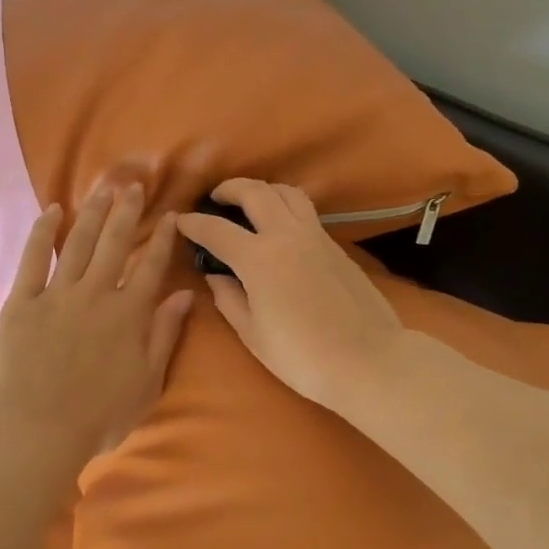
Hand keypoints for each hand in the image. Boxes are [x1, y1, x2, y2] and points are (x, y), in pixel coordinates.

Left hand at [0, 185, 193, 458]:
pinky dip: (43, 233)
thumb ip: (165, 334)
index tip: (171, 215)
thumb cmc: (101, 415)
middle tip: (133, 185)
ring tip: (102, 188)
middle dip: (126, 212)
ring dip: (92, 213)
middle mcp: (97, 293)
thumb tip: (186, 295)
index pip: (152, 266)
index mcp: (129, 313)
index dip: (163, 238)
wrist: (40, 429)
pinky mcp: (23, 301)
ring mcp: (57, 294)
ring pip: (79, 243)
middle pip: (115, 243)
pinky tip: (51, 212)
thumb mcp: (148, 381)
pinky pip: (34, 258)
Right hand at [176, 178, 405, 413]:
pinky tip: (280, 228)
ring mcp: (316, 236)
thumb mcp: (253, 335)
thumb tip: (216, 277)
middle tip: (216, 198)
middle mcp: (287, 235)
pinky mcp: (337, 246)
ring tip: (250, 204)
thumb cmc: (302, 356)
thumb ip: (229, 300)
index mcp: (259, 258)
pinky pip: (306, 212)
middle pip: (255, 192)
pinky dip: (286, 207)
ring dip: (263, 190)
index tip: (181, 221)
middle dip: (230, 188)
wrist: (368, 360)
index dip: (194, 223)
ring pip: (287, 192)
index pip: (217, 230)